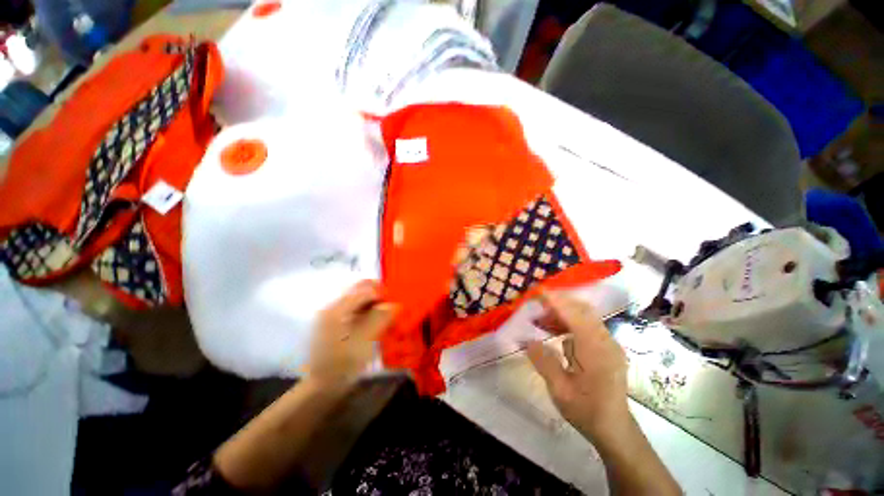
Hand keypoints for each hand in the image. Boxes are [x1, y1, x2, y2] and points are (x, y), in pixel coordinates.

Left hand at [308, 280, 397, 387]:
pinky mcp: (334, 324)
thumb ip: (379, 319)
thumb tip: (393, 304)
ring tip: (385, 315)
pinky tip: (374, 321)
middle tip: (391, 307)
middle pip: (358, 292)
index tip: (394, 304)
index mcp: (337, 310)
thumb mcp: (364, 341)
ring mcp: (332, 316)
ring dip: (373, 304)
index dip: (381, 294)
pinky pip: (354, 310)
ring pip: (357, 300)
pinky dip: (366, 312)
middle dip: (377, 296)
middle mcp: (333, 308)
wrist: (322, 386)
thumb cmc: (343, 364)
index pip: (364, 291)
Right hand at [527, 292, 629, 438]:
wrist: (614, 430)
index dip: (557, 301)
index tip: (538, 292)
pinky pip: (586, 325)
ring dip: (562, 312)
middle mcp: (606, 341)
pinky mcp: (606, 347)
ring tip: (540, 318)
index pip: (576, 316)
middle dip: (559, 302)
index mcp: (596, 351)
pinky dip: (568, 321)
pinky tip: (553, 330)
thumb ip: (544, 362)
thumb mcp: (560, 390)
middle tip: (536, 303)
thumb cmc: (587, 411)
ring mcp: (608, 343)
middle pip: (583, 310)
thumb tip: (527, 340)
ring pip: (585, 316)